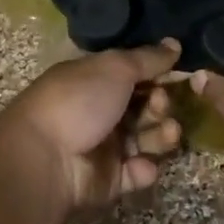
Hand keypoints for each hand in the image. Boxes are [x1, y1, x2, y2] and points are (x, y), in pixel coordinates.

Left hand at [0, 42, 184, 213]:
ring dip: (161, 135)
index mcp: (95, 80)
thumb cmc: (78, 101)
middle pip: (144, 107)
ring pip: (145, 139)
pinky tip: (143, 165)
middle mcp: (100, 111)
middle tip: (160, 103)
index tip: (179, 72)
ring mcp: (104, 146)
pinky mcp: (108, 180)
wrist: (44, 157)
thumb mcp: (114, 68)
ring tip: (168, 132)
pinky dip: (143, 169)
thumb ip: (148, 58)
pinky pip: (135, 172)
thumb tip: (175, 44)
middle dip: (160, 104)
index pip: (134, 74)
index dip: (158, 74)